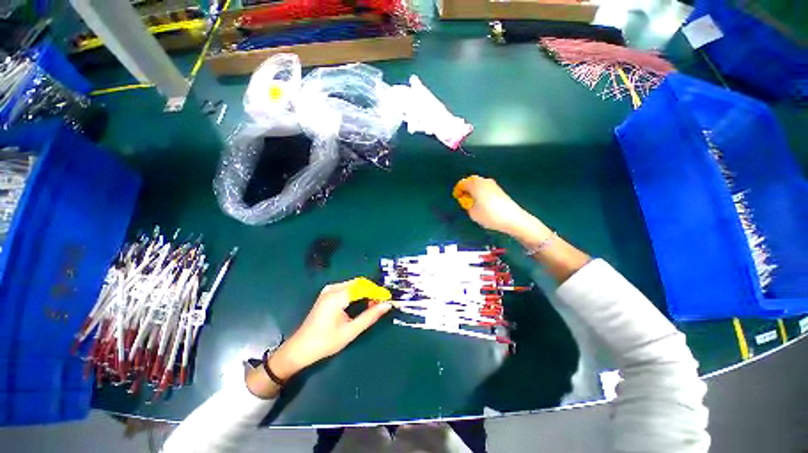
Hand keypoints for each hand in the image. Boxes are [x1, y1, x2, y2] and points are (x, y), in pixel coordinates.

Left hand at [256, 278, 391, 390]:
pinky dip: (357, 293)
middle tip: (381, 303)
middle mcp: (333, 288)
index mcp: (337, 296)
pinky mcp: (327, 294)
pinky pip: (347, 288)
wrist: (300, 349)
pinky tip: (362, 303)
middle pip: (359, 283)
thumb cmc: (325, 342)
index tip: (388, 299)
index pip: (363, 287)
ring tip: (374, 304)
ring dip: (365, 292)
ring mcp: (328, 290)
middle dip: (372, 291)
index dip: (377, 291)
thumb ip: (370, 316)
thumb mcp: (351, 331)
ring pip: (354, 284)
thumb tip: (386, 305)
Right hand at [452, 175, 547, 241]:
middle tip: (465, 200)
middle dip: (466, 189)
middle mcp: (484, 181)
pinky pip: (485, 188)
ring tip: (474, 203)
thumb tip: (468, 200)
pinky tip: (483, 203)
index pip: (462, 183)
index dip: (458, 191)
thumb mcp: (472, 213)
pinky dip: (481, 193)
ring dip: (474, 191)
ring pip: (479, 184)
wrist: (512, 218)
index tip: (458, 199)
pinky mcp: (499, 190)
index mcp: (475, 184)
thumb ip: (467, 205)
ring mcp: (493, 184)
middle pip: (471, 181)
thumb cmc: (489, 215)